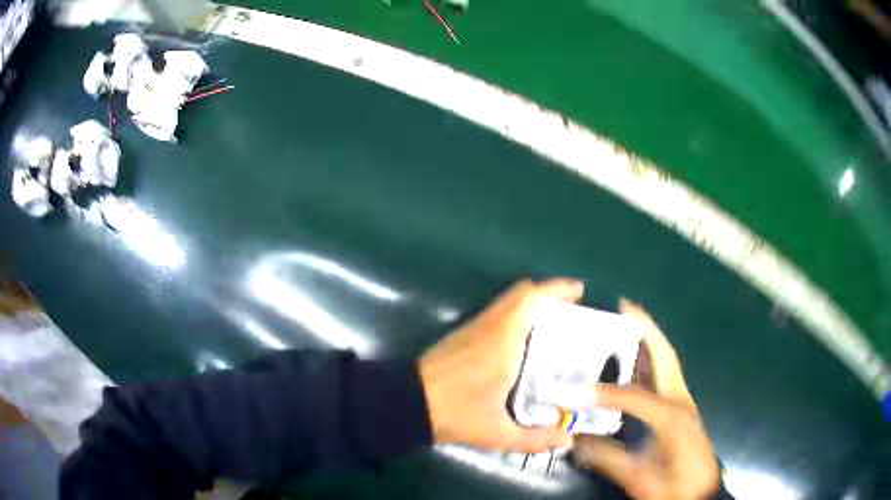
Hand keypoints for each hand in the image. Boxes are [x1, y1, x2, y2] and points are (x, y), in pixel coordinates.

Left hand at [418, 278, 583, 452]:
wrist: (406, 404)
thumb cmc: (455, 413)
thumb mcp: (498, 433)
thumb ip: (534, 439)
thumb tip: (566, 440)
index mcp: (502, 341)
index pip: (529, 300)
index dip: (556, 289)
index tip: (579, 290)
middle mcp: (488, 327)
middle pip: (520, 294)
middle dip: (548, 294)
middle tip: (571, 310)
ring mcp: (472, 329)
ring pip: (507, 302)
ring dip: (532, 304)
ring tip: (555, 325)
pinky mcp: (461, 336)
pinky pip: (496, 314)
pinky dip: (516, 315)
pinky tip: (525, 341)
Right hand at [573, 300, 720, 499]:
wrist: (701, 494)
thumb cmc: (674, 486)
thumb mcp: (640, 478)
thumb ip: (608, 459)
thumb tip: (575, 443)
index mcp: (673, 417)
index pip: (635, 396)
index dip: (604, 393)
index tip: (576, 391)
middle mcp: (680, 401)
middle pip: (664, 357)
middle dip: (646, 329)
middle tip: (625, 307)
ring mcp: (684, 402)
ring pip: (666, 363)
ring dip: (649, 341)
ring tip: (627, 324)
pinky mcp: (682, 409)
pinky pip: (665, 377)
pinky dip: (651, 362)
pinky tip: (635, 363)